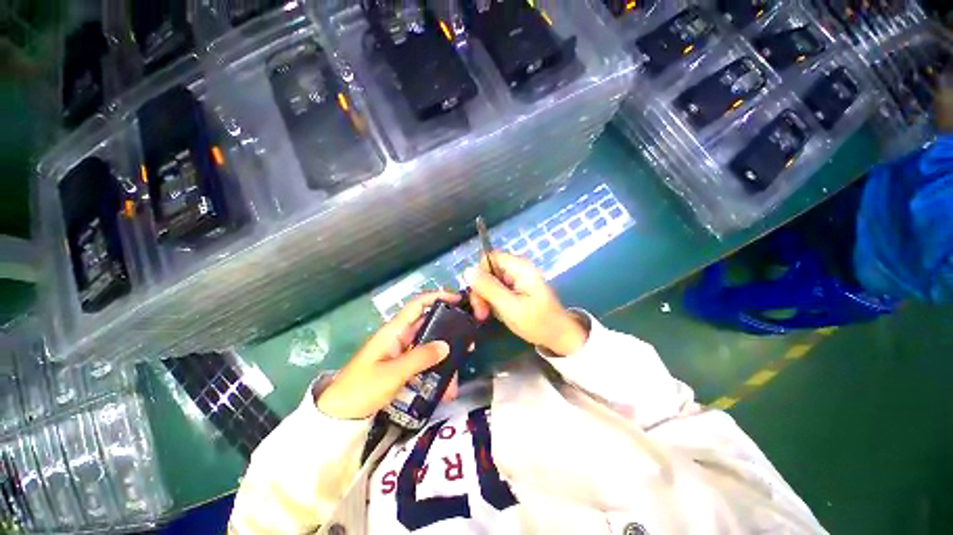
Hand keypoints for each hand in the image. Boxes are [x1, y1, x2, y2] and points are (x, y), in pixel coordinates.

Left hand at [317, 292, 475, 419]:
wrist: (339, 415)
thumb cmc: (362, 388)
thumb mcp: (393, 373)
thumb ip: (420, 358)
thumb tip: (447, 346)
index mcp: (394, 331)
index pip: (418, 305)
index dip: (437, 297)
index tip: (457, 300)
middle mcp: (400, 337)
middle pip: (429, 326)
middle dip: (448, 333)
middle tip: (467, 342)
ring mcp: (401, 352)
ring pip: (429, 347)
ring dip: (444, 359)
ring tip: (457, 375)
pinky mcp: (402, 367)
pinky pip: (424, 363)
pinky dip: (436, 372)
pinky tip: (446, 388)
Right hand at [467, 252, 587, 356]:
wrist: (558, 337)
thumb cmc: (537, 322)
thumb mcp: (509, 306)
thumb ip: (488, 288)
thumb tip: (467, 270)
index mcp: (520, 267)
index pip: (489, 258)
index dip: (479, 274)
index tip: (477, 295)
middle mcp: (518, 269)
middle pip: (489, 270)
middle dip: (481, 290)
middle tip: (481, 312)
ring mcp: (518, 279)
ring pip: (491, 281)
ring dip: (485, 298)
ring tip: (486, 316)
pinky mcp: (517, 289)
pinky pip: (497, 289)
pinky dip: (492, 301)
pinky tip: (495, 313)